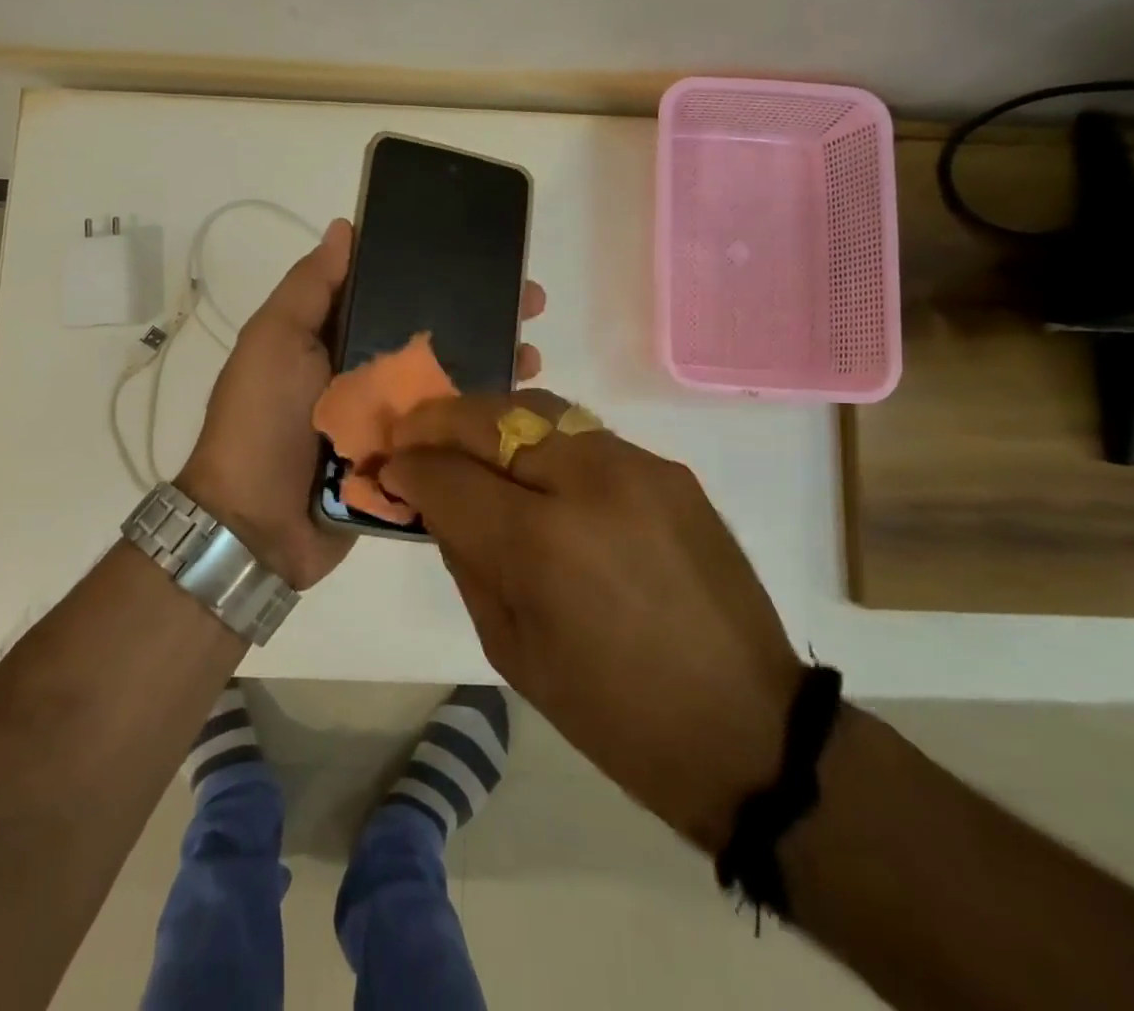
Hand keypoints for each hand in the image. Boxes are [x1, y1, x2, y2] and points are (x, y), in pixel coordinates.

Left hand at [178, 220, 547, 590]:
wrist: (255, 526)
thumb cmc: (261, 421)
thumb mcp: (274, 342)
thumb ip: (310, 288)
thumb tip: (344, 227)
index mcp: (338, 339)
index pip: (396, 293)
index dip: (438, 272)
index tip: (484, 256)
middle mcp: (369, 374)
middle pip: (433, 336)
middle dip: (481, 315)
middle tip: (531, 303)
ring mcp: (391, 421)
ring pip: (450, 383)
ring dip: (492, 363)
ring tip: (533, 353)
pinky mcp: (408, 463)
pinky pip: (451, 435)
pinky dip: (482, 420)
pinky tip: (519, 406)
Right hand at [381, 390, 801, 851]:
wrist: (745, 726)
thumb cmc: (613, 713)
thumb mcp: (511, 649)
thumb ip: (465, 559)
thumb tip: (435, 501)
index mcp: (541, 546)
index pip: (449, 476)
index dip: (408, 466)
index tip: (388, 466)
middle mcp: (588, 484)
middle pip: (491, 417)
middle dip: (438, 419)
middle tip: (410, 432)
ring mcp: (635, 466)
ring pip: (539, 408)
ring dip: (488, 417)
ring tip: (462, 435)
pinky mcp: (667, 468)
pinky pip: (584, 433)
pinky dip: (540, 438)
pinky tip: (529, 464)